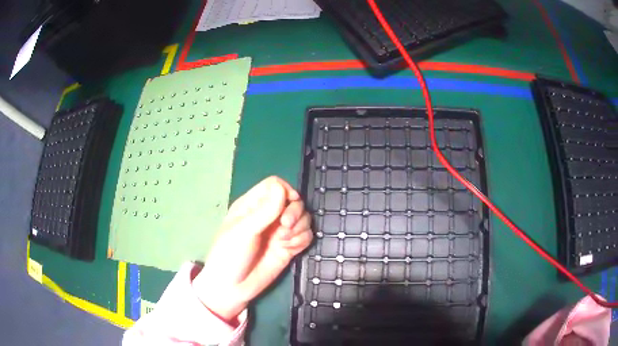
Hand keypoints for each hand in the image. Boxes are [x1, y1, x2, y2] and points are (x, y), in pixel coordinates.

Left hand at [193, 176, 313, 323]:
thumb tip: (282, 188)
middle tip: (286, 227)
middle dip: (295, 212)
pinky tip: (290, 249)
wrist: (233, 288)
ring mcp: (279, 232)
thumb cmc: (230, 256)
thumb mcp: (244, 231)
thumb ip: (264, 211)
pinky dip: (302, 240)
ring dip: (299, 228)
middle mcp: (268, 215)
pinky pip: (306, 235)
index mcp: (252, 205)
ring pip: (303, 218)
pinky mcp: (289, 247)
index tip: (289, 203)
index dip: (286, 191)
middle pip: (294, 200)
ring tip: (284, 242)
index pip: (275, 185)